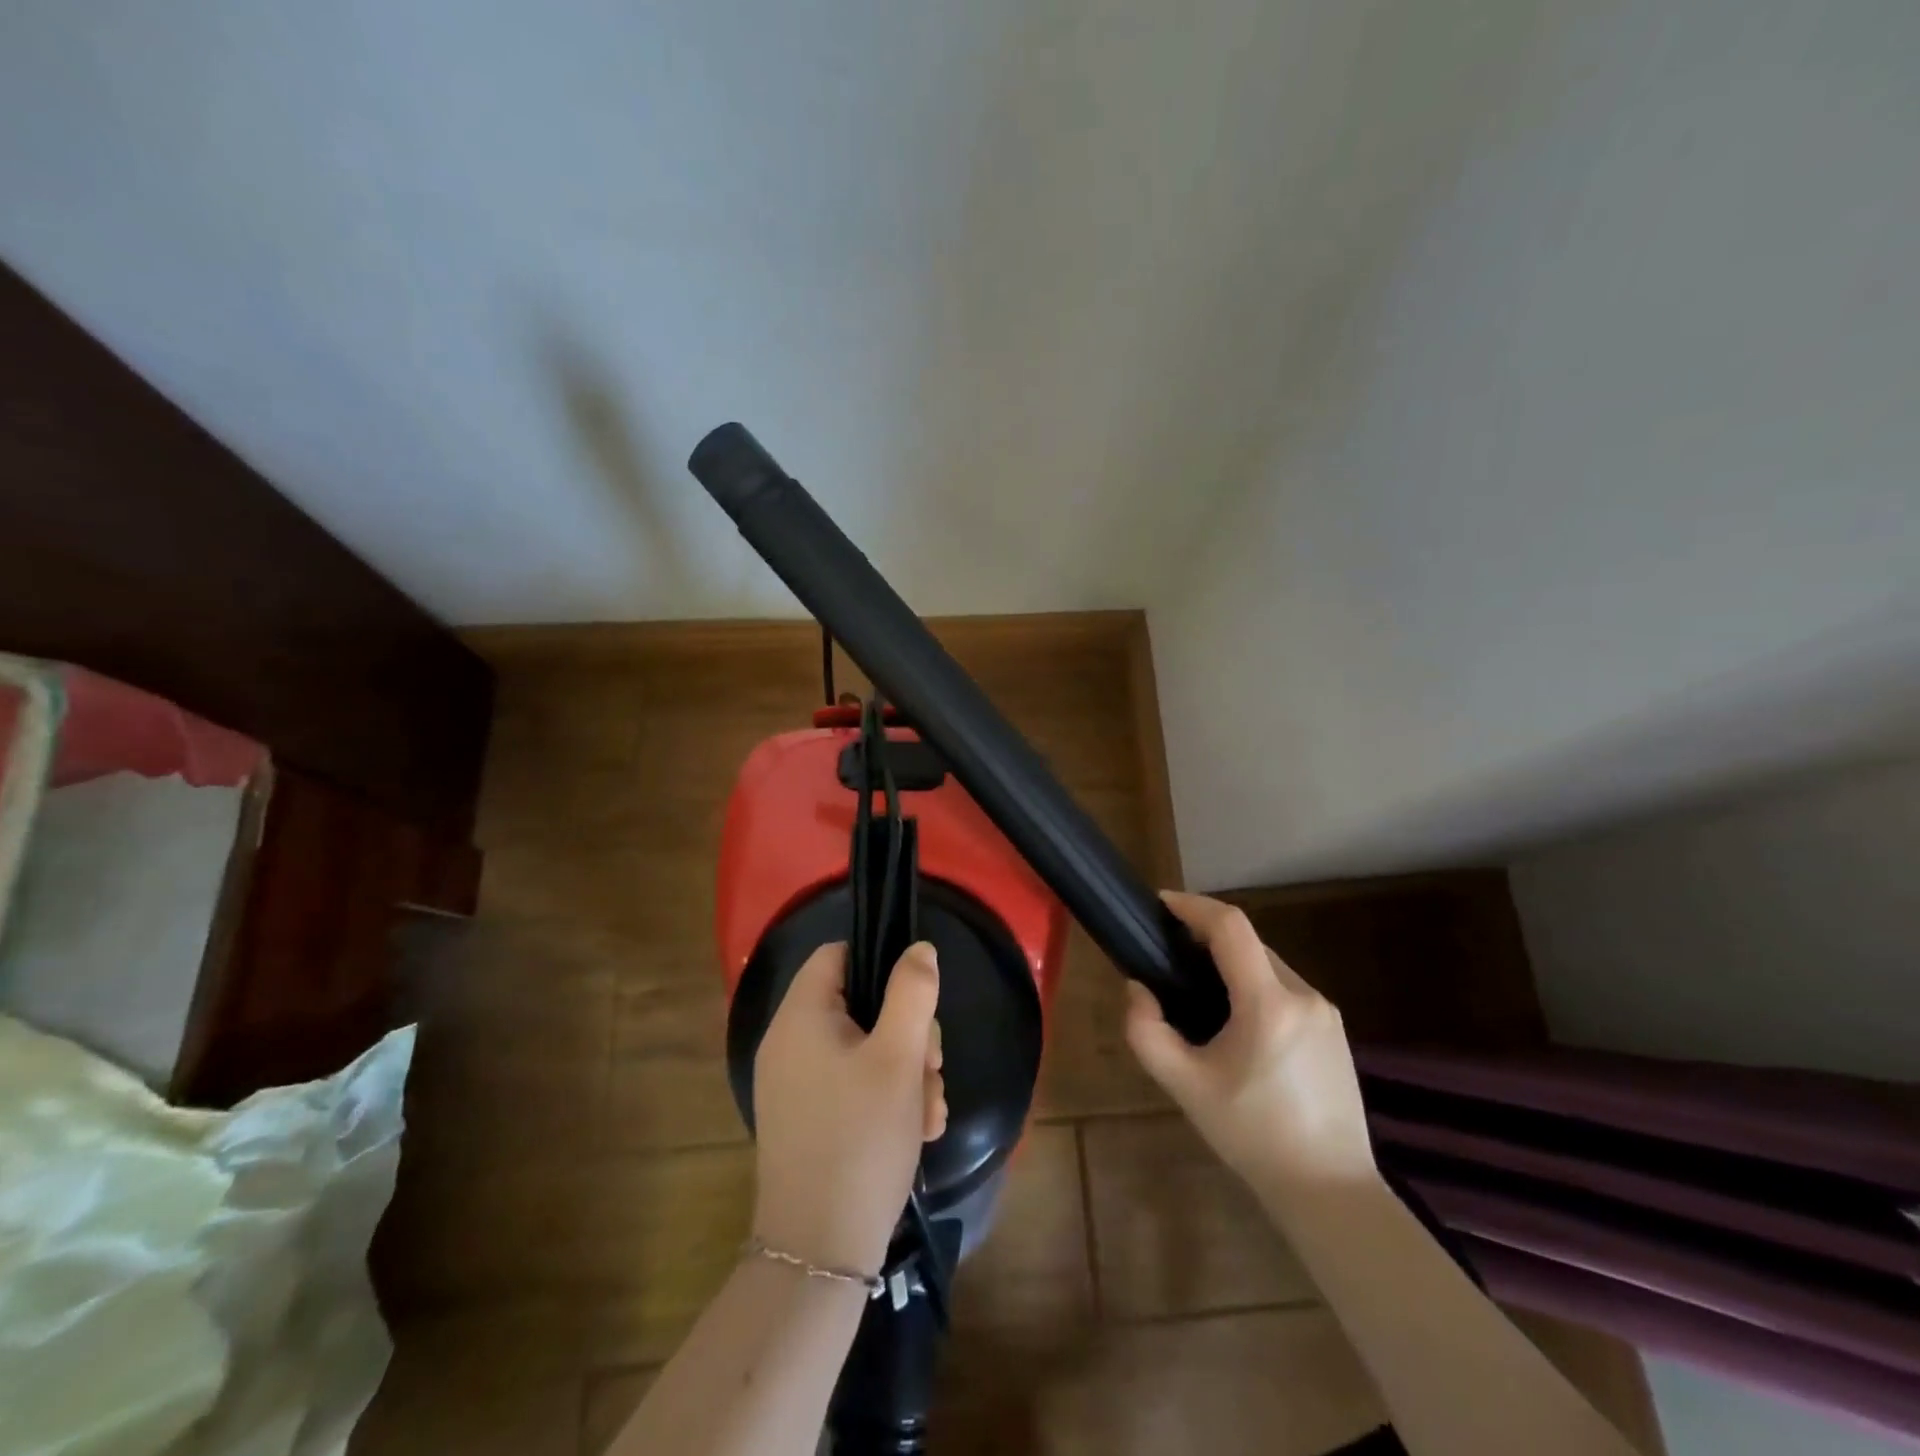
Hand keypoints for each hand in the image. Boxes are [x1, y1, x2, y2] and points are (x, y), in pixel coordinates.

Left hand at [751, 941, 947, 1277]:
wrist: (819, 1253)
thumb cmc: (861, 1138)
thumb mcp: (899, 1057)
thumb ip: (912, 993)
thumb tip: (918, 948)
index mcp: (800, 1017)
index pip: (837, 955)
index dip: (881, 963)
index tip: (917, 999)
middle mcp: (789, 1043)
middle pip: (860, 1005)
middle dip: (908, 1033)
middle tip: (931, 1068)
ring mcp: (795, 1084)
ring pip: (865, 1049)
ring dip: (906, 1072)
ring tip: (929, 1112)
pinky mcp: (806, 1118)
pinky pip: (852, 1085)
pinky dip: (886, 1098)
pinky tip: (917, 1130)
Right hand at [1126, 892, 1375, 1208]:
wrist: (1331, 1192)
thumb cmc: (1253, 1136)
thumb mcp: (1185, 1087)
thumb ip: (1147, 1032)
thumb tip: (1138, 989)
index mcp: (1268, 1004)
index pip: (1230, 926)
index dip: (1193, 905)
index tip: (1160, 904)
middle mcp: (1304, 996)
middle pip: (1248, 943)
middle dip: (1206, 938)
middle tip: (1169, 958)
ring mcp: (1326, 1012)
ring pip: (1268, 965)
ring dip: (1231, 964)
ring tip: (1198, 995)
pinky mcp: (1336, 1030)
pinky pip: (1286, 989)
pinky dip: (1254, 986)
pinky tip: (1237, 1024)